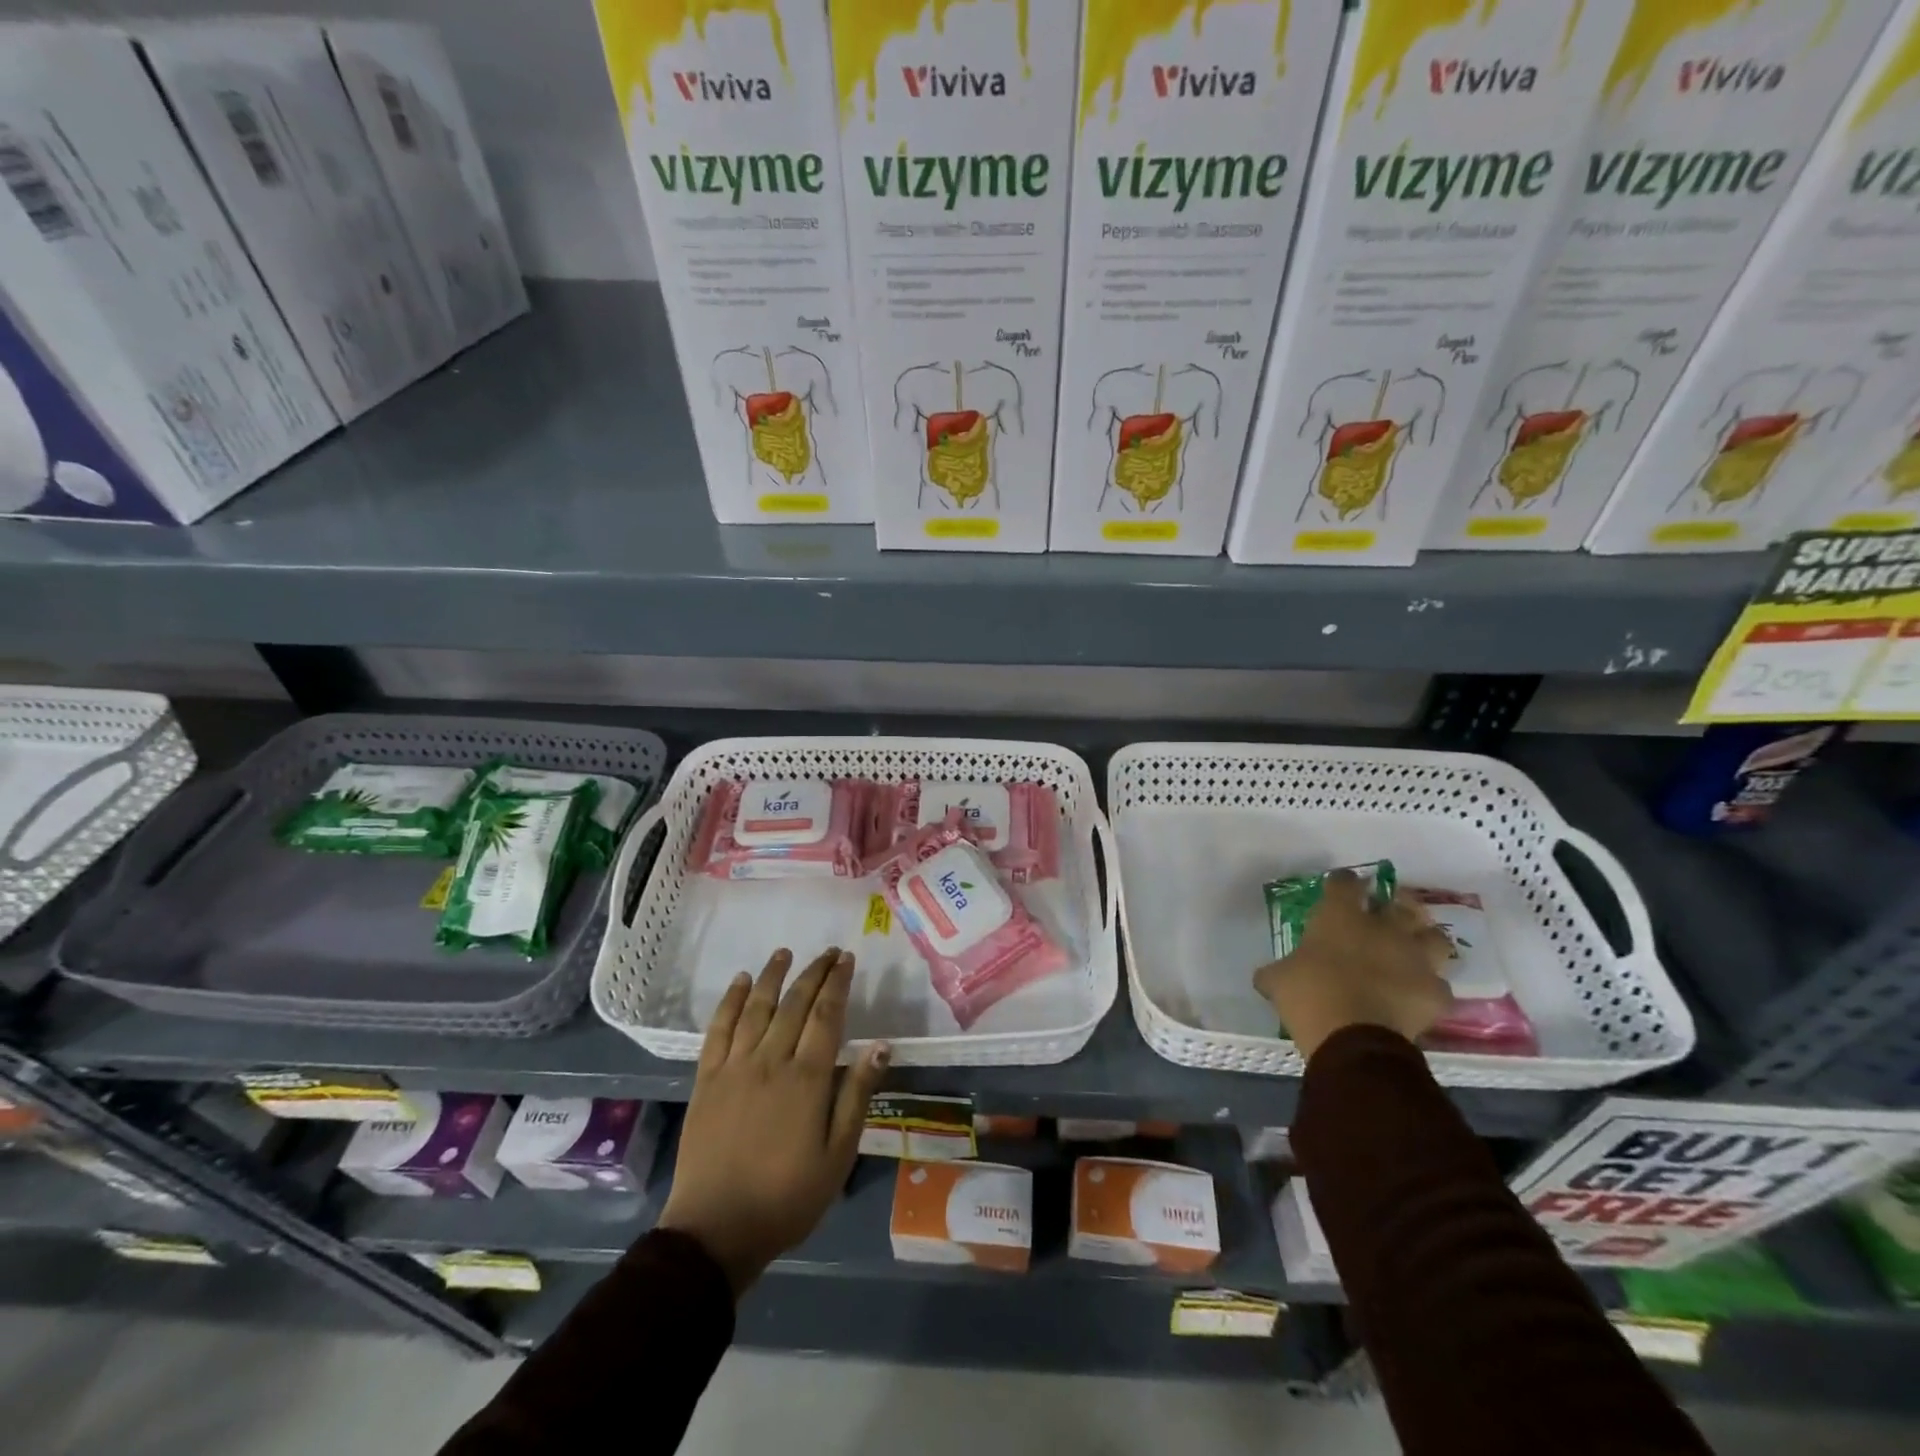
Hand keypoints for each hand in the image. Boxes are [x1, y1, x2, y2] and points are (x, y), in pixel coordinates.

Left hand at [657, 948, 888, 1296]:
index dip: (838, 983)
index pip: (826, 1015)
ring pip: (756, 1007)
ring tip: (784, 953)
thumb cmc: (787, 1197)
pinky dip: (730, 1001)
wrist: (715, 1231)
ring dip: (772, 976)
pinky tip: (740, 982)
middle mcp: (771, 1060)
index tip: (846, 959)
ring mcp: (734, 1067)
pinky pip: (719, 1029)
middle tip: (828, 952)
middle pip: (794, 1003)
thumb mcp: (837, 1156)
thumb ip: (857, 1096)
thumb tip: (880, 1045)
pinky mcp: (707, 1079)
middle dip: (814, 972)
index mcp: (806, 1078)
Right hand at [1253, 870, 1455, 1060]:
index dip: (1342, 882)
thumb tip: (1267, 976)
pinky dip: (1429, 988)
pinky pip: (1438, 985)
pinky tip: (1417, 995)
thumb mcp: (1278, 980)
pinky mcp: (1435, 992)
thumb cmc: (1309, 995)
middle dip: (1397, 905)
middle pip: (1402, 904)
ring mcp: (1415, 959)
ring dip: (1425, 941)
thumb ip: (1277, 971)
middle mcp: (1383, 929)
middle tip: (1388, 912)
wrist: (1354, 1037)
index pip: (1345, 883)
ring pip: (1435, 937)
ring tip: (1414, 948)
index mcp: (1340, 917)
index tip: (1339, 886)